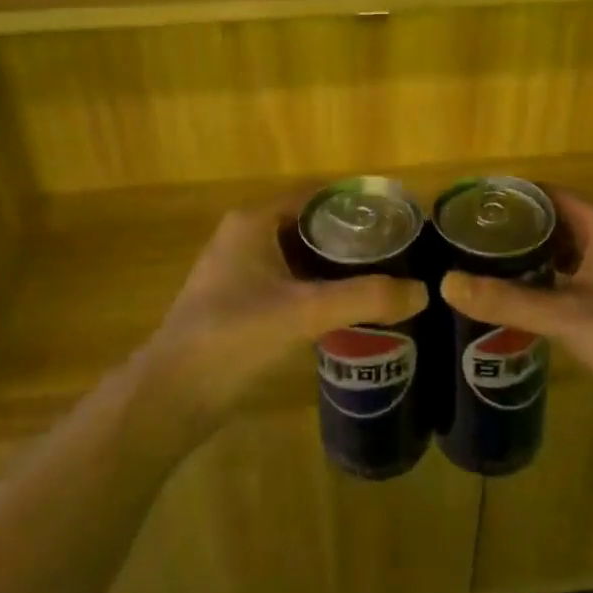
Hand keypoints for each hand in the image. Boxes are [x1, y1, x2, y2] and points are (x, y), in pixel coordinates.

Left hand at [140, 196, 427, 434]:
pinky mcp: (239, 301)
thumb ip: (363, 299)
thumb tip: (421, 291)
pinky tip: (347, 308)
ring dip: (335, 265)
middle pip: (310, 225)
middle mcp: (245, 236)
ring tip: (381, 278)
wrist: (171, 396)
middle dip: (351, 239)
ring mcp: (240, 270)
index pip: (316, 196)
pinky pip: (289, 281)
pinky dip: (317, 288)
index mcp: (254, 221)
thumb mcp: (303, 313)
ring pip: (299, 256)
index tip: (396, 221)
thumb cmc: (232, 337)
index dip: (356, 205)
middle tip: (397, 253)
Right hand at [439, 188, 592, 403]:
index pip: (549, 193)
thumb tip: (446, 283)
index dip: (512, 196)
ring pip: (568, 245)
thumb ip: (504, 299)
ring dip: (534, 250)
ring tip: (490, 261)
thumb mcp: (561, 315)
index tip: (475, 206)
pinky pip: (578, 269)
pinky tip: (526, 292)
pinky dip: (551, 273)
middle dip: (518, 225)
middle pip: (557, 217)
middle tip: (474, 236)